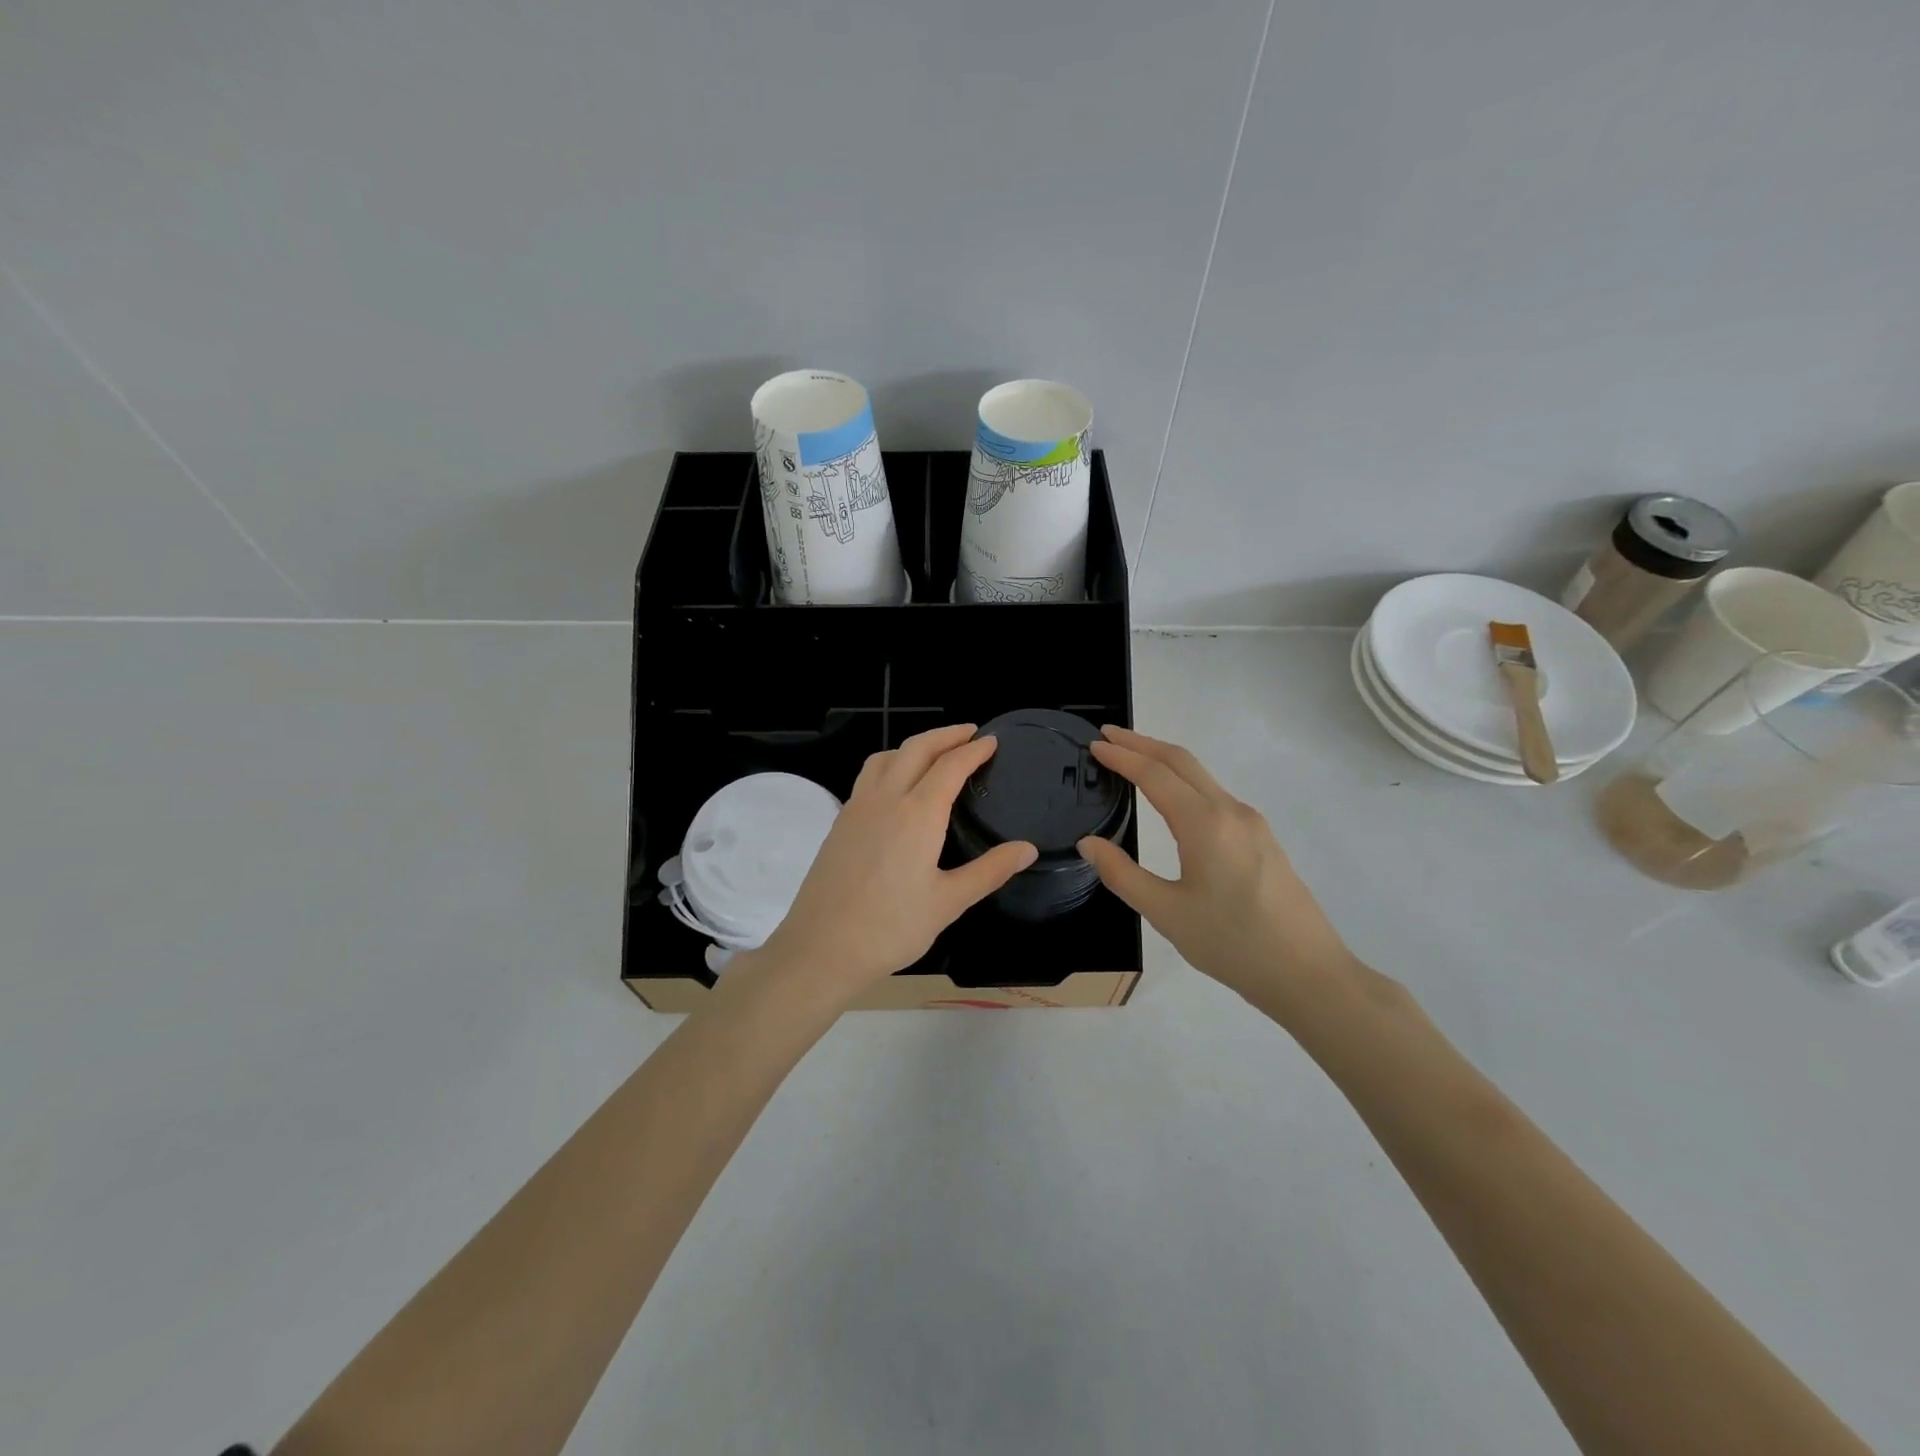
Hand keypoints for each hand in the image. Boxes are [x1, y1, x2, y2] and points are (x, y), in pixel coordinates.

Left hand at [748, 724, 1037, 1003]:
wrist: (821, 948)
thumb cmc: (891, 928)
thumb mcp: (949, 902)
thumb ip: (989, 870)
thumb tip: (1027, 849)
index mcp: (918, 814)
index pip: (950, 766)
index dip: (973, 750)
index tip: (991, 741)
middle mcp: (886, 799)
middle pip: (916, 748)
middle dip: (945, 735)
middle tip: (969, 733)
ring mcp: (857, 808)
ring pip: (886, 757)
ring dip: (914, 745)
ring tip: (934, 753)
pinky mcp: (840, 822)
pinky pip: (868, 776)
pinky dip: (891, 764)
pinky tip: (897, 787)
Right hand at [1075, 726, 1355, 1010]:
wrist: (1307, 973)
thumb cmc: (1232, 944)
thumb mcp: (1166, 914)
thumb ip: (1122, 874)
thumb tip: (1089, 843)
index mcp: (1204, 824)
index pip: (1154, 774)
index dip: (1122, 756)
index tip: (1094, 745)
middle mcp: (1230, 811)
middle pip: (1181, 761)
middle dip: (1142, 743)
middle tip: (1107, 736)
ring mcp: (1251, 823)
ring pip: (1201, 776)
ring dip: (1164, 760)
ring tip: (1131, 760)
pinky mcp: (1262, 838)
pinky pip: (1214, 794)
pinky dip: (1184, 781)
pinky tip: (1171, 798)